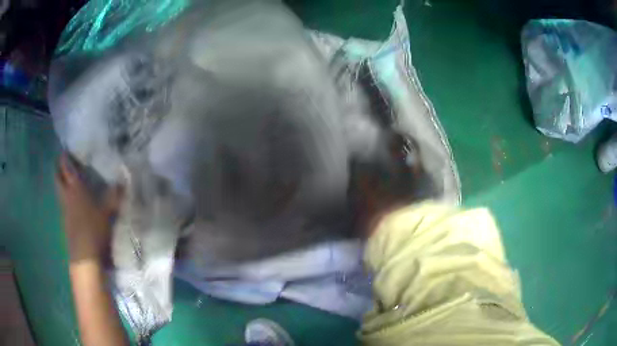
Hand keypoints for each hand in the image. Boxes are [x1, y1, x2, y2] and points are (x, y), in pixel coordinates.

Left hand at [55, 153, 123, 262]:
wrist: (85, 257)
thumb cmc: (94, 228)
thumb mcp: (108, 211)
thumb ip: (115, 195)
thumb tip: (125, 180)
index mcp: (75, 188)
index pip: (66, 167)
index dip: (65, 157)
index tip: (66, 150)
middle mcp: (66, 196)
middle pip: (57, 177)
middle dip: (59, 169)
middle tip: (64, 163)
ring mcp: (64, 210)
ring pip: (59, 191)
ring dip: (62, 183)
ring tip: (70, 180)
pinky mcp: (66, 222)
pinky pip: (64, 203)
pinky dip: (66, 198)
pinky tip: (74, 201)